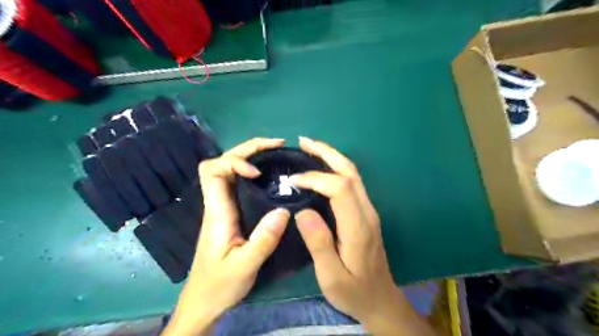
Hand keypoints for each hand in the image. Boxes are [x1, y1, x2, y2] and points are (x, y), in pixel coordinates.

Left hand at [163, 136, 290, 335]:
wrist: (203, 302)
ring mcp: (223, 207)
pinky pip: (237, 183)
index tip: (258, 172)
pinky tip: (269, 175)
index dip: (235, 162)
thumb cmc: (219, 285)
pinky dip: (252, 171)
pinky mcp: (230, 213)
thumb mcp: (245, 266)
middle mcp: (217, 203)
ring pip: (229, 170)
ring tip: (275, 153)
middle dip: (248, 149)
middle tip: (276, 144)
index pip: (213, 170)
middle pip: (222, 162)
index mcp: (217, 211)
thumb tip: (284, 210)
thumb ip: (264, 240)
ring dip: (250, 156)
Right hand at [293, 136, 433, 335]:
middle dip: (327, 153)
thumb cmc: (354, 291)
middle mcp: (367, 212)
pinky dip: (336, 168)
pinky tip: (322, 167)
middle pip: (350, 172)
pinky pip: (351, 182)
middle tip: (303, 142)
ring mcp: (368, 210)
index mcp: (358, 227)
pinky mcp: (365, 212)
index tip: (293, 180)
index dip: (316, 178)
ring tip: (310, 147)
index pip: (339, 188)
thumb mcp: (331, 277)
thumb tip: (303, 212)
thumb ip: (319, 244)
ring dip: (332, 156)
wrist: (380, 300)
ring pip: (353, 174)